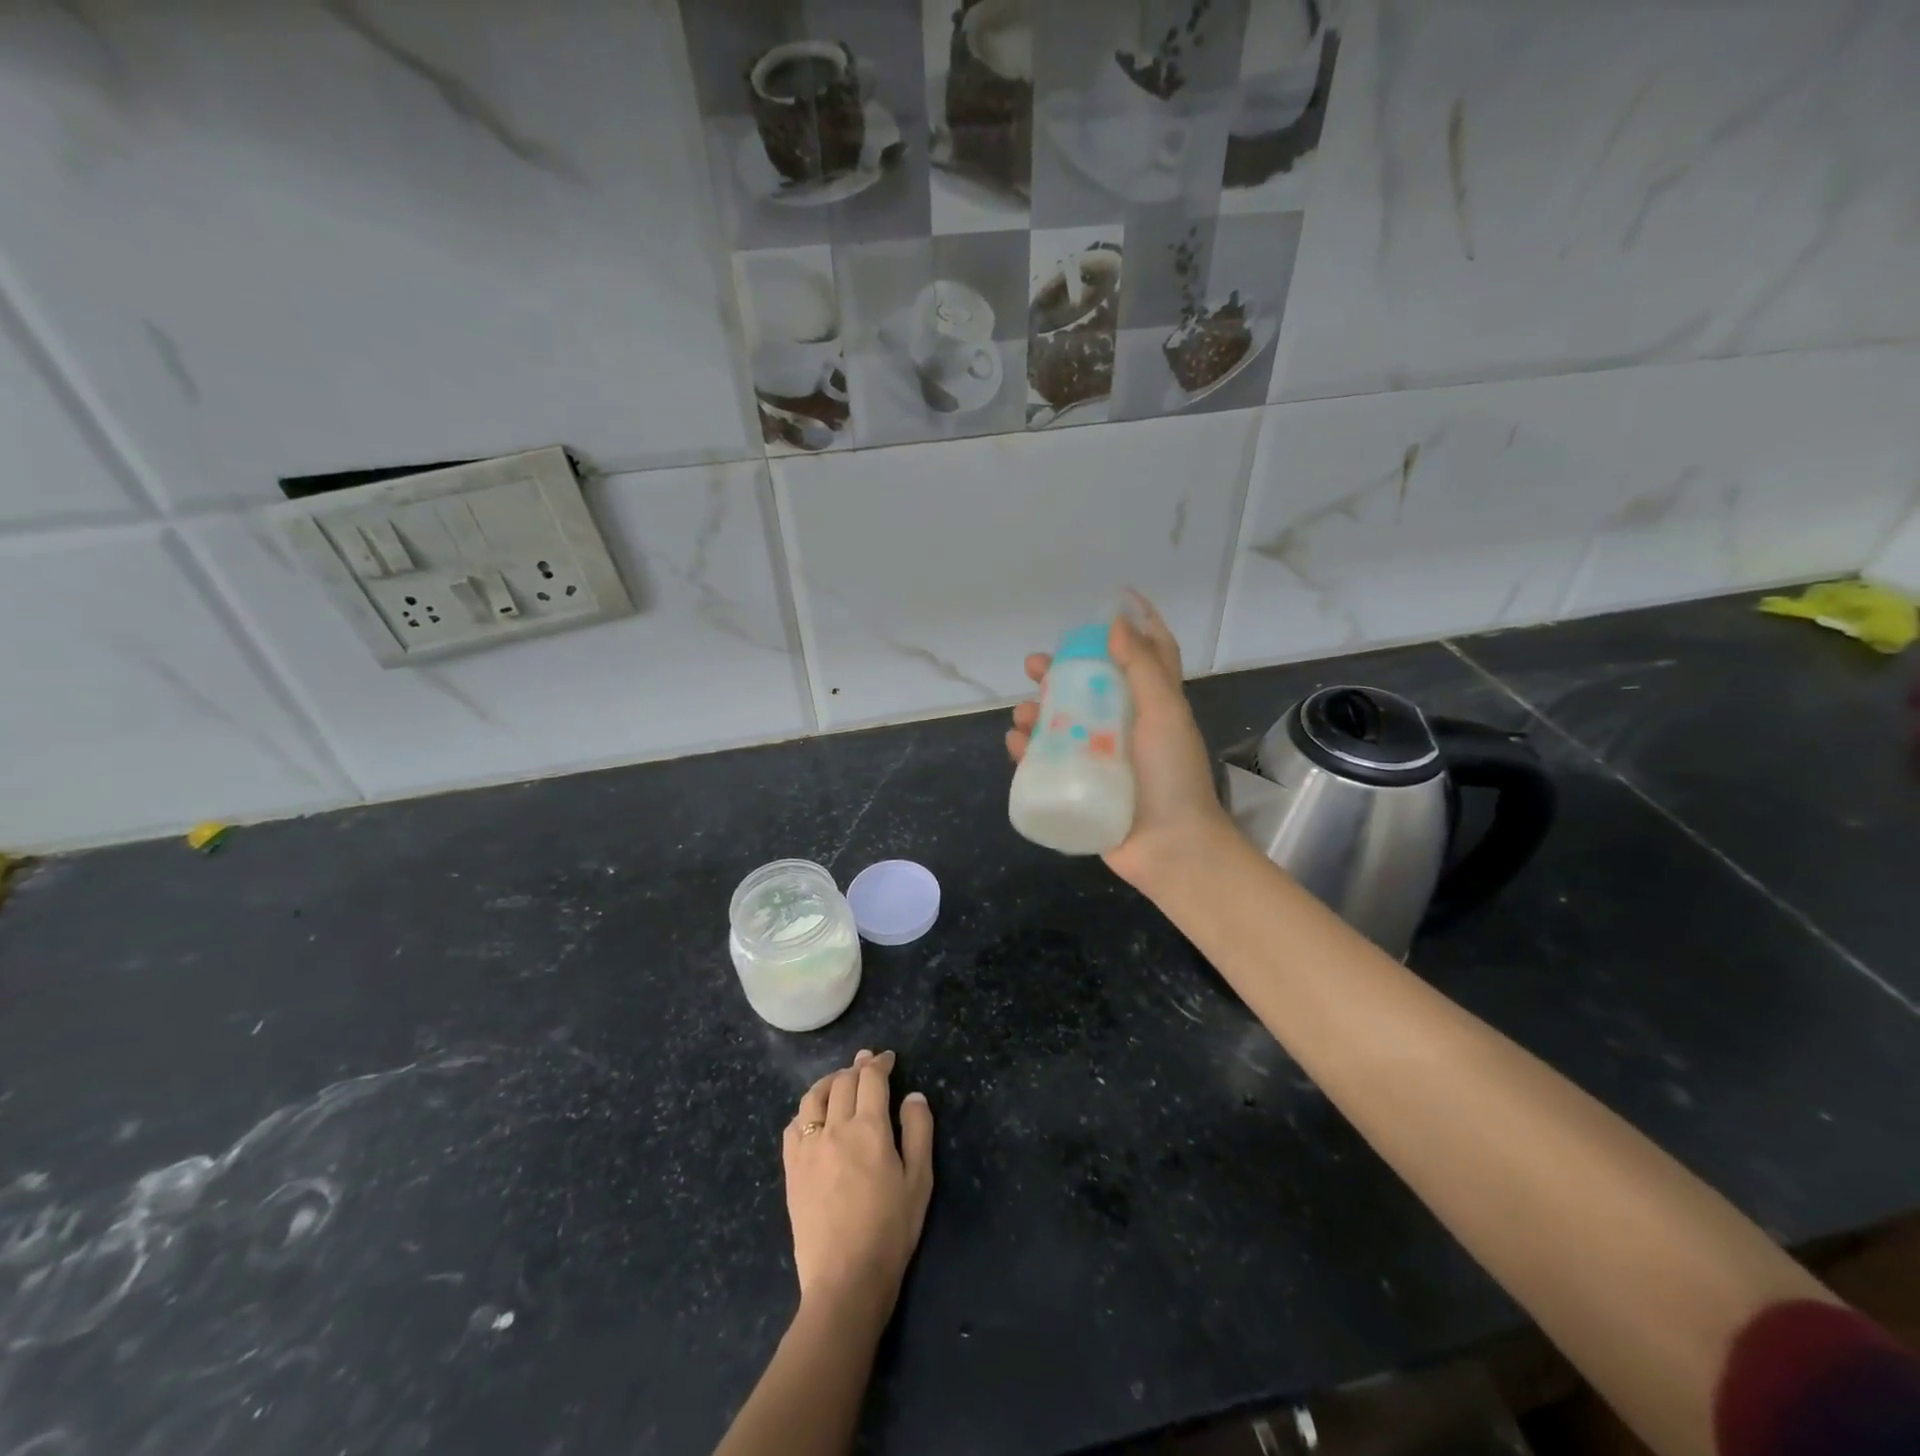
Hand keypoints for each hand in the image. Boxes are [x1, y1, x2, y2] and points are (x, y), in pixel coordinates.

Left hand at [784, 1051, 933, 1319]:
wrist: (845, 1280)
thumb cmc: (890, 1230)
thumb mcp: (919, 1181)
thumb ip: (918, 1132)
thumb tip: (912, 1096)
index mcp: (869, 1128)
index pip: (871, 1079)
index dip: (880, 1063)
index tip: (888, 1058)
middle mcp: (835, 1128)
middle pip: (842, 1082)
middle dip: (856, 1067)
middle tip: (866, 1062)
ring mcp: (808, 1148)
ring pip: (813, 1097)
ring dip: (829, 1082)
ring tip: (839, 1081)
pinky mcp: (792, 1169)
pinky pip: (794, 1126)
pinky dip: (806, 1110)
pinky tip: (814, 1116)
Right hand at [1006, 589, 1231, 890]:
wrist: (1170, 847)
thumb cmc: (1173, 776)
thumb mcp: (1164, 713)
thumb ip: (1143, 668)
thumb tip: (1117, 622)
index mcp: (1152, 705)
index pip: (1149, 655)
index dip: (1138, 625)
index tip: (1116, 600)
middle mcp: (1126, 726)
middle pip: (1089, 687)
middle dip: (1060, 673)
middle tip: (1034, 666)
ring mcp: (1101, 757)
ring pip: (1061, 723)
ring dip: (1037, 712)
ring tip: (1022, 713)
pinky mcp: (1081, 785)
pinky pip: (1048, 761)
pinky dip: (1028, 750)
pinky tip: (1015, 744)